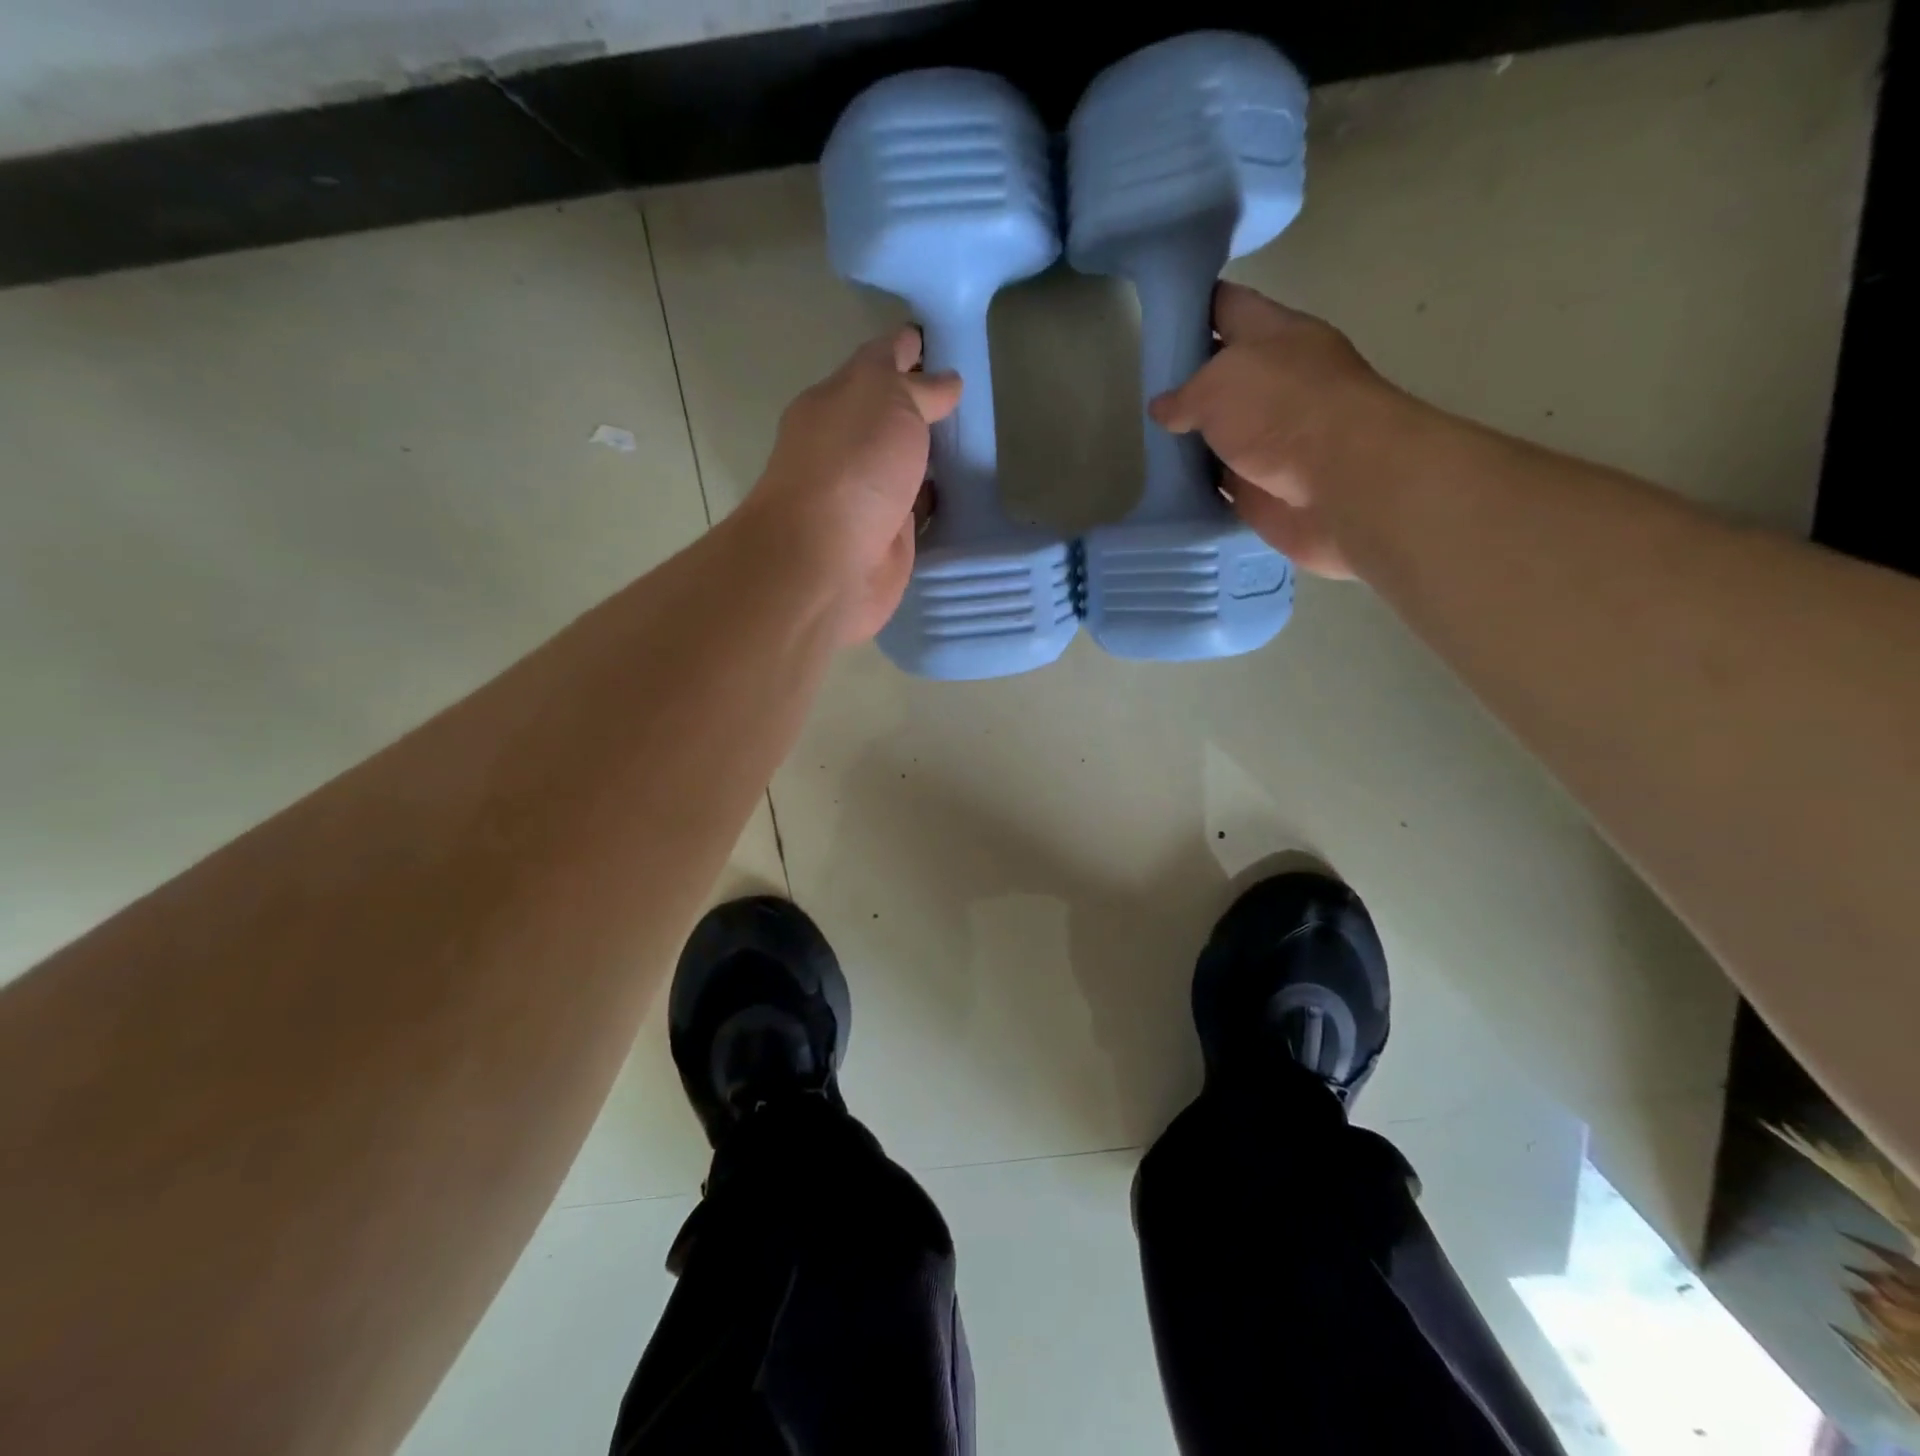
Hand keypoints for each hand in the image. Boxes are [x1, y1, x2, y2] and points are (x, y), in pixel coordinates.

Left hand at [746, 328, 960, 642]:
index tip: (943, 338)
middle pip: (893, 417)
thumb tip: (945, 381)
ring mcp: (870, 496)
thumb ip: (916, 387)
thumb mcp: (885, 399)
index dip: (908, 347)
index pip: (877, 362)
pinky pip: (923, 511)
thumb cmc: (852, 466)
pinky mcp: (892, 539)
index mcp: (836, 402)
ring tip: (981, 438)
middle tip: (973, 391)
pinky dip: (942, 501)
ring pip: (910, 466)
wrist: (827, 561)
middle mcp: (849, 446)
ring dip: (936, 456)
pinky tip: (971, 492)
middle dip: (925, 404)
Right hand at [1149, 282, 1394, 578]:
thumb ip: (1183, 394)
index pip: (1227, 305)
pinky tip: (1163, 480)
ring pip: (1218, 429)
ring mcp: (1270, 435)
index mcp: (1274, 334)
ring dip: (1188, 435)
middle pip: (1220, 371)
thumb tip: (1162, 408)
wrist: (1339, 483)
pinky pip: (1219, 479)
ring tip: (1145, 437)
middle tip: (1140, 384)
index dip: (1191, 306)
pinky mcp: (1262, 484)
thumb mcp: (1218, 384)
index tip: (1156, 315)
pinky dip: (1196, 481)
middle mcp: (1274, 380)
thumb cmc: (1282, 410)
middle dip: (1184, 378)